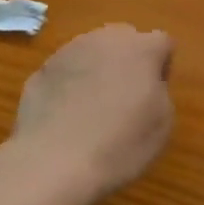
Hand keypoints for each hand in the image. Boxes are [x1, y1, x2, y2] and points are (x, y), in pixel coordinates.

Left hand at [9, 25, 173, 201]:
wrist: (52, 164)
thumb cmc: (120, 145)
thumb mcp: (163, 124)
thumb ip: (160, 92)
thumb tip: (146, 86)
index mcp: (141, 48)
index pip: (162, 42)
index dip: (162, 67)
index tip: (154, 95)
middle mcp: (105, 40)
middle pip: (124, 39)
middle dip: (128, 61)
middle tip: (126, 97)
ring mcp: (68, 52)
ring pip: (91, 53)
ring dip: (97, 71)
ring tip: (92, 109)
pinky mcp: (40, 71)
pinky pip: (65, 73)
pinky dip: (69, 87)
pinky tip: (66, 119)